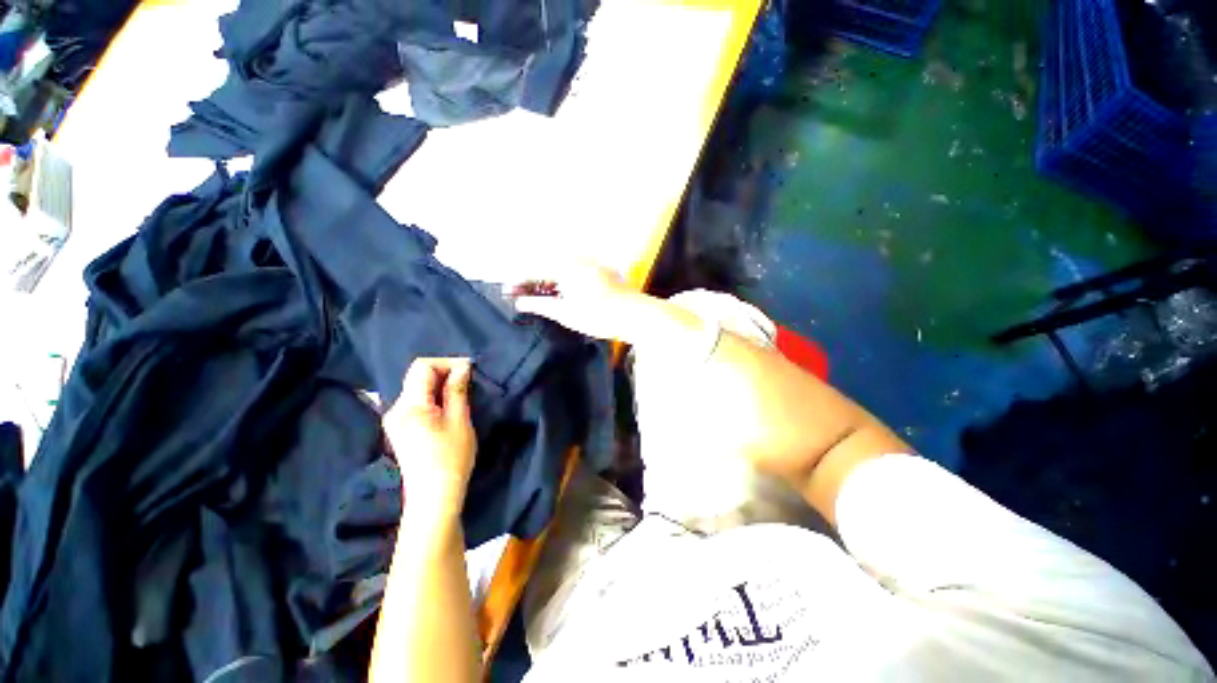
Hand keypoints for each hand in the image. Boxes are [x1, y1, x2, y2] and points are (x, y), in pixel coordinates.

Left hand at [384, 358, 476, 519]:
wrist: (434, 496)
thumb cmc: (451, 458)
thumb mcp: (460, 420)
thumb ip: (457, 390)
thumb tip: (463, 367)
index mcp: (409, 406)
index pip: (422, 366)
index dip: (447, 363)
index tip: (469, 371)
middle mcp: (395, 409)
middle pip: (417, 376)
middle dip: (445, 373)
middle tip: (468, 383)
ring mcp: (394, 419)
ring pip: (417, 388)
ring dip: (440, 385)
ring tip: (461, 395)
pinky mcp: (399, 428)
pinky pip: (416, 401)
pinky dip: (433, 397)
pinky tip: (448, 408)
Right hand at [510, 262, 652, 342]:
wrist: (636, 315)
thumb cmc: (601, 316)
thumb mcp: (567, 313)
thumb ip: (541, 306)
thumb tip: (520, 303)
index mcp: (568, 267)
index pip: (535, 270)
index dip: (519, 281)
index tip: (507, 291)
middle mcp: (579, 259)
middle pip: (547, 266)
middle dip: (532, 280)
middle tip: (521, 295)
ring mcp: (593, 264)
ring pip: (562, 268)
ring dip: (548, 280)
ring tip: (539, 296)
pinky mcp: (603, 271)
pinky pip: (576, 271)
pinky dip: (564, 280)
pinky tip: (562, 293)